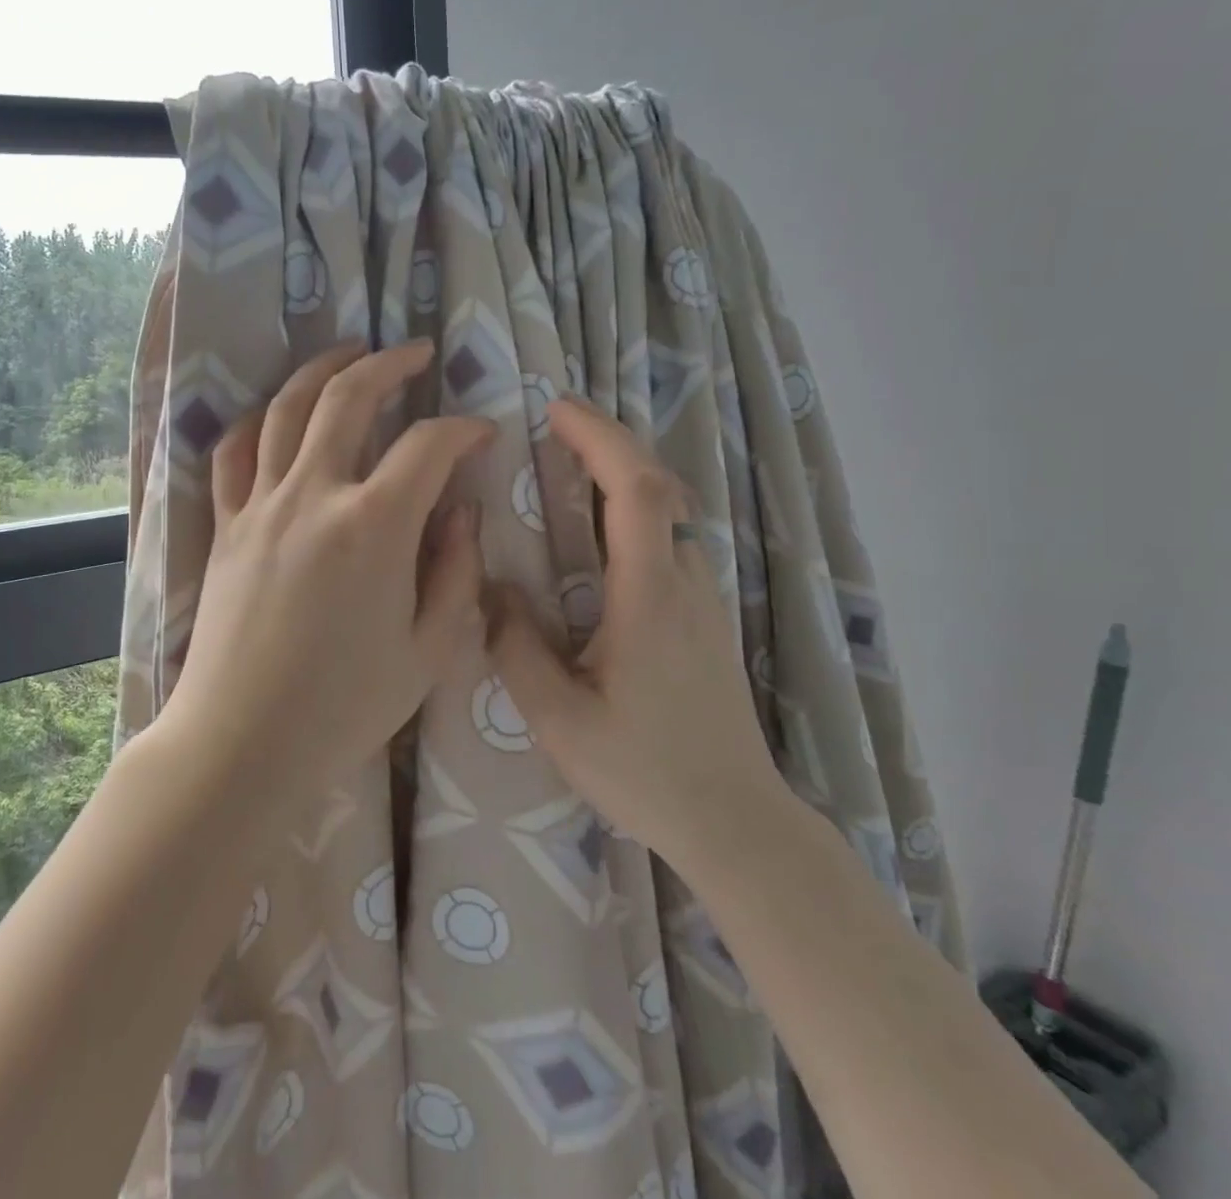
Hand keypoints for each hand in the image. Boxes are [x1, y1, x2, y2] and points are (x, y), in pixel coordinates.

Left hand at [157, 341, 493, 810]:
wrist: (242, 741)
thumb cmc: (344, 707)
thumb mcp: (428, 650)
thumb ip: (455, 571)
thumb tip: (461, 512)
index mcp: (374, 526)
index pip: (429, 447)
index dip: (464, 430)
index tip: (481, 434)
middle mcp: (314, 496)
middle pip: (348, 397)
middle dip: (389, 364)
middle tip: (416, 352)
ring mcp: (260, 506)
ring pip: (285, 408)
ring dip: (321, 370)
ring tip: (347, 352)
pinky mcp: (225, 526)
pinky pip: (233, 453)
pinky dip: (256, 420)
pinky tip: (274, 412)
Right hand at [486, 397, 787, 857]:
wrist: (735, 821)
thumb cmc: (644, 771)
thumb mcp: (559, 720)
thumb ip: (517, 648)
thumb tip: (494, 588)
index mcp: (648, 597)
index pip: (635, 490)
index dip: (599, 438)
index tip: (556, 409)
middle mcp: (685, 583)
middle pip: (658, 485)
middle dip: (609, 442)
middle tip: (558, 425)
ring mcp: (705, 599)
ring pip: (668, 513)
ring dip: (623, 476)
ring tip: (570, 470)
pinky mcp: (707, 619)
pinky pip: (670, 542)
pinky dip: (634, 512)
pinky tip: (601, 536)